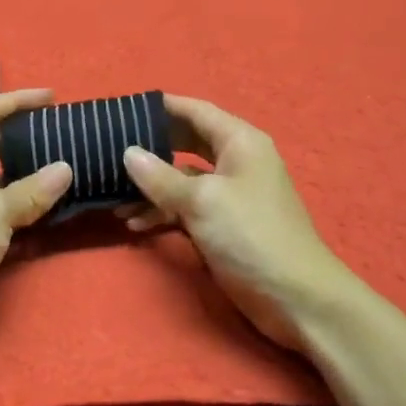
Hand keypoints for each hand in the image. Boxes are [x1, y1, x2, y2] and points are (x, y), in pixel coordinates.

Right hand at [122, 95, 359, 352]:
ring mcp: (230, 195)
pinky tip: (134, 223)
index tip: (123, 108)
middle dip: (151, 147)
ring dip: (152, 186)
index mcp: (240, 142)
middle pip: (187, 142)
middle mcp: (236, 161)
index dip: (161, 107)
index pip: (195, 110)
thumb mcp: (202, 201)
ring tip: (112, 194)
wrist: (297, 298)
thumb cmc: (251, 236)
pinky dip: (163, 212)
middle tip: (109, 147)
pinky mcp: (224, 225)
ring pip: (183, 178)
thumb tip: (128, 152)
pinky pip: (187, 207)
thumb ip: (161, 176)